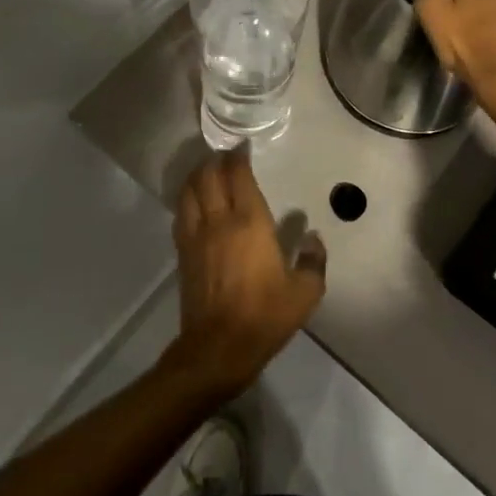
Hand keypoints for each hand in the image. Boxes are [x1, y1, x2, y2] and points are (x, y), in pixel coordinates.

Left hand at [161, 150, 325, 402]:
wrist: (218, 348)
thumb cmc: (265, 315)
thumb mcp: (305, 292)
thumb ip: (314, 260)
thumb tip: (314, 237)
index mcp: (250, 222)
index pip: (238, 176)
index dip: (238, 157)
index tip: (243, 147)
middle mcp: (219, 220)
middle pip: (207, 177)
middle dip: (215, 161)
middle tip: (225, 156)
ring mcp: (196, 236)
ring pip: (189, 191)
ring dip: (196, 176)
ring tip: (206, 171)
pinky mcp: (183, 253)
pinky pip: (181, 214)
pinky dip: (187, 199)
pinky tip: (194, 202)